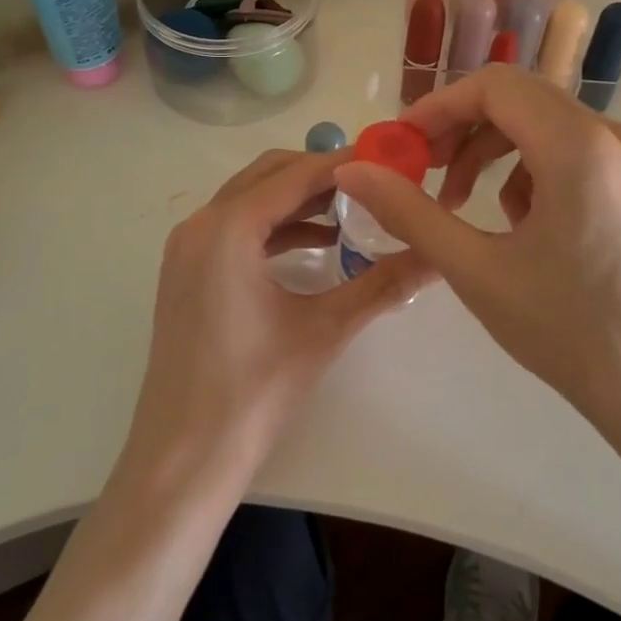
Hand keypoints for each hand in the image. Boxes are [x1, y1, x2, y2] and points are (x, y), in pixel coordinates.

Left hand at [126, 148, 431, 483]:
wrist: (182, 459)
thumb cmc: (253, 392)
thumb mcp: (325, 330)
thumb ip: (383, 284)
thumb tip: (437, 256)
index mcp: (228, 228)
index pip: (296, 174)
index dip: (345, 164)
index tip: (389, 161)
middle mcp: (200, 225)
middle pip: (268, 175)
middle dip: (321, 175)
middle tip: (374, 185)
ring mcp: (186, 248)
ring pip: (250, 199)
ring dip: (298, 200)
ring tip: (353, 214)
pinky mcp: (186, 272)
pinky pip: (235, 228)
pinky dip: (275, 226)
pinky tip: (317, 246)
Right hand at [333, 65, 620, 448]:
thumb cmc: (570, 334)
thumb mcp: (475, 270)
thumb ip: (408, 211)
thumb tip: (351, 170)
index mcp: (579, 146)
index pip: (494, 86)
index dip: (438, 107)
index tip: (402, 146)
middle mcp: (616, 136)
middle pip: (520, 100)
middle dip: (462, 131)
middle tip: (424, 173)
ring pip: (546, 126)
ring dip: (494, 153)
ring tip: (467, 208)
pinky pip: (574, 153)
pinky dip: (532, 172)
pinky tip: (522, 226)